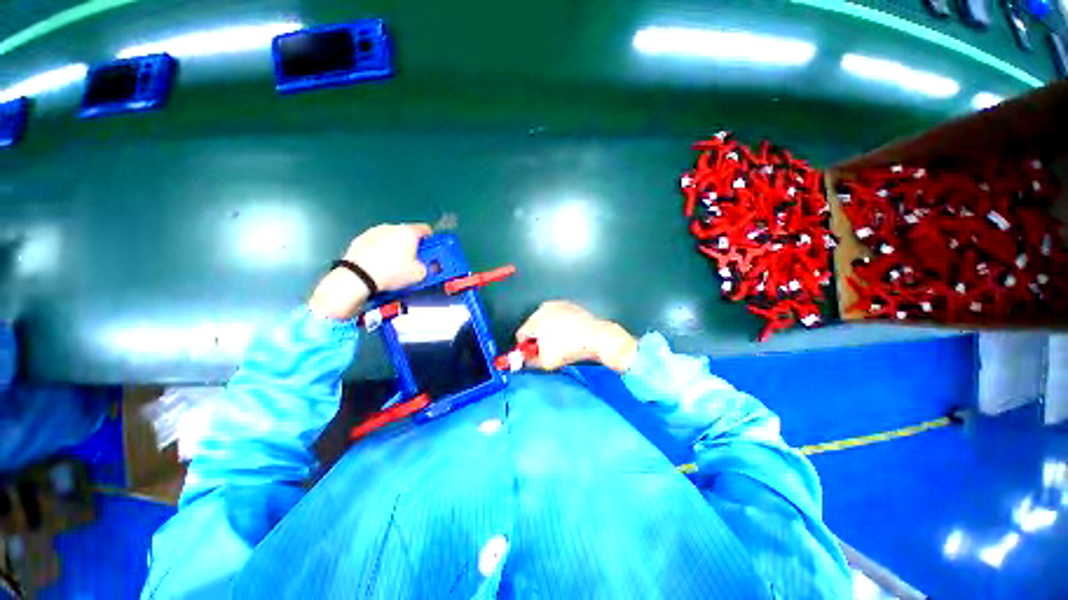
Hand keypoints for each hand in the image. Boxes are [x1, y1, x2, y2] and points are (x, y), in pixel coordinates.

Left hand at [310, 223, 432, 318]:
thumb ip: (427, 266)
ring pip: (392, 237)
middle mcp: (392, 227)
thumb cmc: (392, 272)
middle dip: (413, 245)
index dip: (431, 240)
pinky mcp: (361, 238)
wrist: (358, 276)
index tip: (430, 251)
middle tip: (413, 261)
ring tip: (394, 264)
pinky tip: (379, 264)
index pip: (426, 229)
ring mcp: (374, 231)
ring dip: (396, 246)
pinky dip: (381, 250)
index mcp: (409, 232)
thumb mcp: (419, 274)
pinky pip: (377, 243)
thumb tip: (425, 266)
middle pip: (408, 233)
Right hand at [516, 301, 637, 372]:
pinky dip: (560, 325)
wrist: (597, 338)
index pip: (521, 334)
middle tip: (546, 350)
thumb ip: (530, 362)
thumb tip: (525, 361)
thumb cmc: (570, 348)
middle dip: (537, 338)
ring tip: (560, 343)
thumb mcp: (546, 362)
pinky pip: (558, 317)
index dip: (525, 347)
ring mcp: (558, 305)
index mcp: (535, 320)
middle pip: (532, 326)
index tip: (532, 354)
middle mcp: (544, 308)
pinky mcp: (569, 305)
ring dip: (548, 331)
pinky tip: (569, 335)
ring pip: (545, 321)